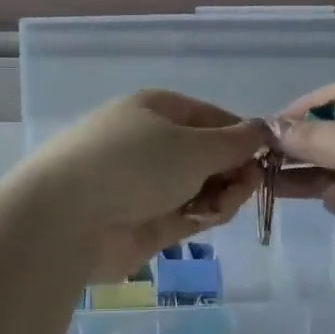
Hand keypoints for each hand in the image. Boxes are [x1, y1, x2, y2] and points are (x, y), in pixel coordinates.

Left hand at [22, 91, 270, 281]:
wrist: (67, 218)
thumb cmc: (134, 165)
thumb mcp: (194, 146)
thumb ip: (235, 142)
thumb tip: (263, 130)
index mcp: (156, 110)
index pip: (211, 118)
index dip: (241, 136)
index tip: (268, 156)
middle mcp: (150, 144)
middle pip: (207, 156)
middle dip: (233, 170)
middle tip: (248, 186)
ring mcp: (144, 186)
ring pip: (200, 188)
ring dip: (221, 195)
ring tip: (223, 205)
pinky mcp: (142, 223)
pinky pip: (185, 215)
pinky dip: (201, 215)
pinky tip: (207, 218)